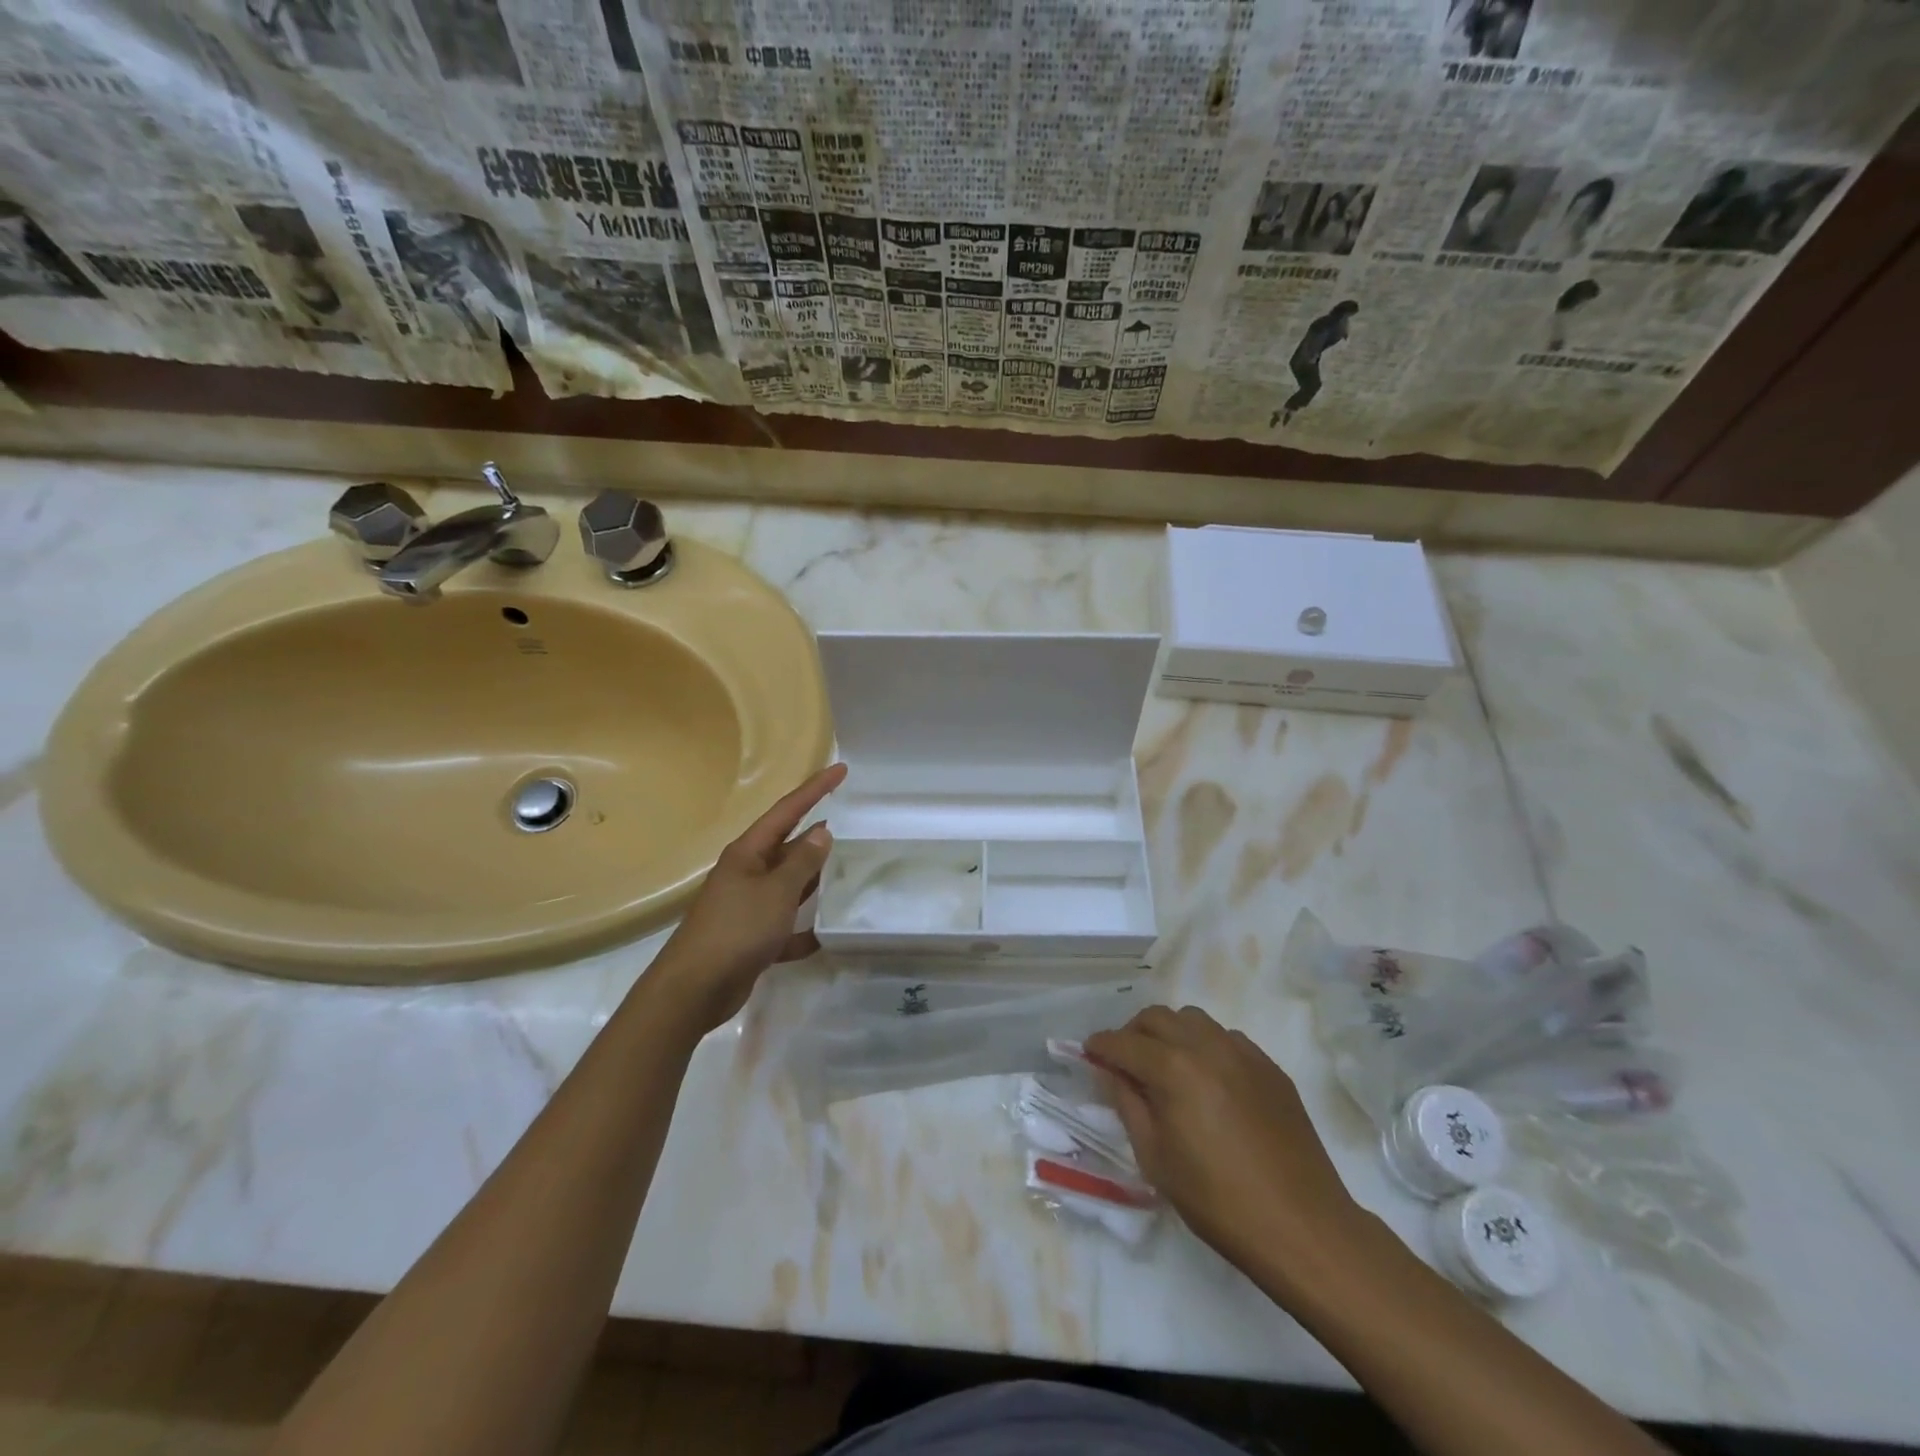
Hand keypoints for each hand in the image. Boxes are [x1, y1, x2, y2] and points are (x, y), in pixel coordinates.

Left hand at [647, 763, 846, 1032]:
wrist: (694, 989)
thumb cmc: (736, 930)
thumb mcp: (776, 892)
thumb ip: (802, 863)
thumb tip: (822, 832)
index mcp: (748, 853)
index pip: (787, 810)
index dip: (815, 789)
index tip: (841, 770)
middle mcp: (746, 873)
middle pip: (787, 846)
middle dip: (815, 836)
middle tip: (848, 824)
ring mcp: (747, 906)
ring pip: (787, 885)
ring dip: (812, 880)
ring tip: (845, 871)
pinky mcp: (751, 938)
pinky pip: (784, 926)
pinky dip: (802, 929)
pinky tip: (825, 934)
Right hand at [1085, 1006, 1365, 1292]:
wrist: (1303, 1226)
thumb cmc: (1218, 1200)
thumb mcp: (1156, 1159)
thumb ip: (1128, 1104)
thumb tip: (1111, 1072)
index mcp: (1173, 1068)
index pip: (1123, 1042)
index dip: (1100, 1045)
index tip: (1088, 1052)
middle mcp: (1206, 1046)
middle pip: (1157, 1017)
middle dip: (1133, 1033)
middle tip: (1125, 1061)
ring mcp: (1243, 1052)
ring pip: (1193, 1020)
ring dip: (1170, 1033)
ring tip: (1166, 1066)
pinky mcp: (1269, 1066)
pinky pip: (1226, 1038)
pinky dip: (1205, 1047)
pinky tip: (1208, 1081)